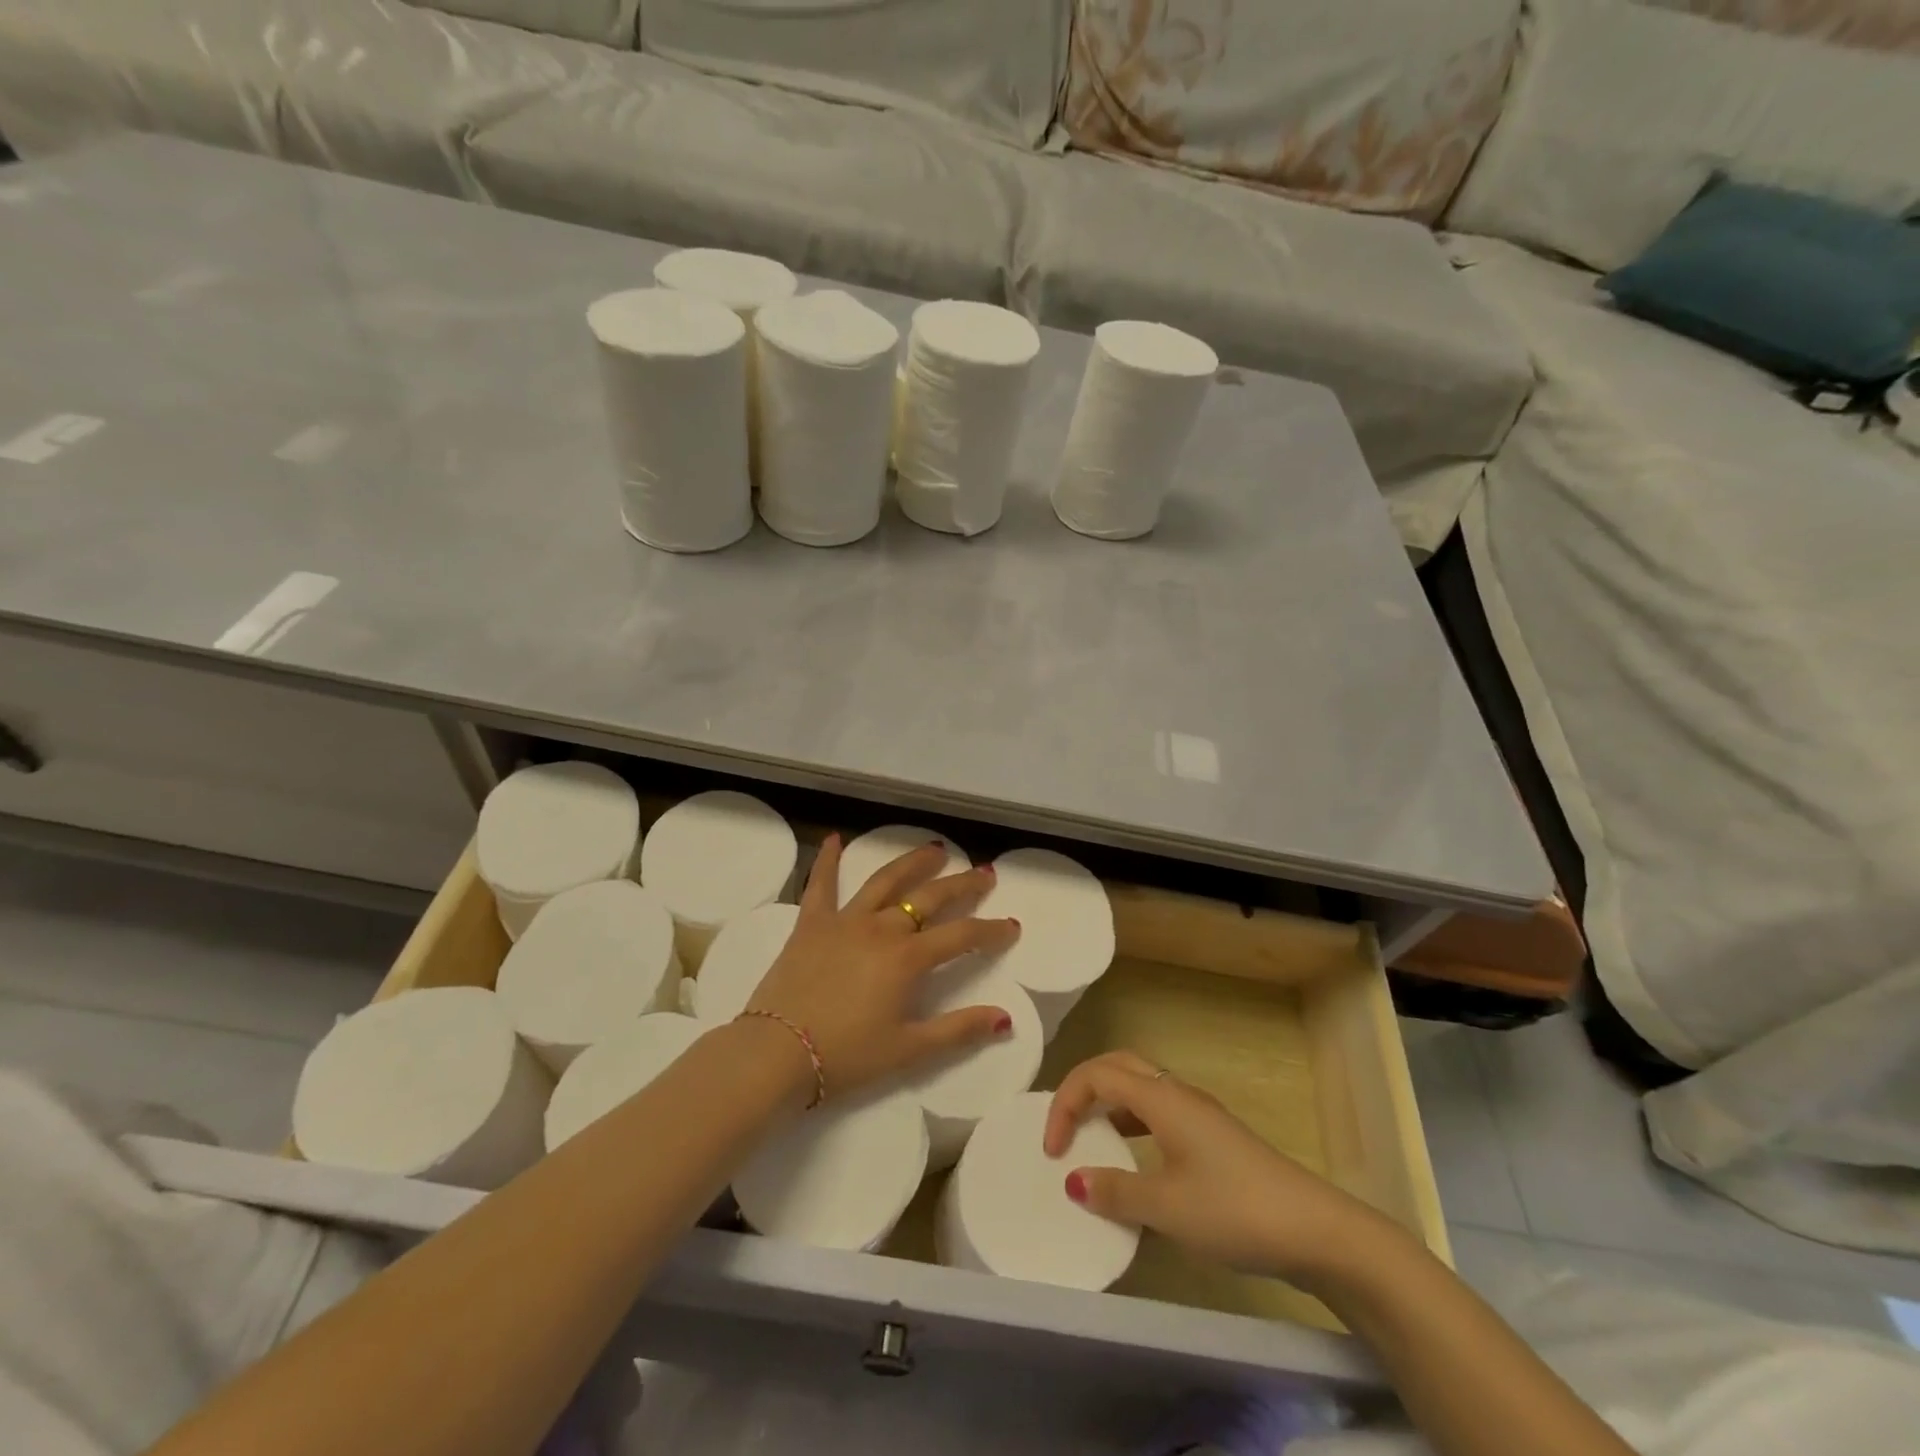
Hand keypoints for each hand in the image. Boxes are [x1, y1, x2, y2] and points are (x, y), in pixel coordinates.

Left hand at [745, 835, 1021, 1100]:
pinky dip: (829, 860)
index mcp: (907, 958)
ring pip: (884, 880)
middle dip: (962, 885)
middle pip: (929, 898)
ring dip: (912, 862)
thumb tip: (1004, 1019)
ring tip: (934, 849)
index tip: (1011, 926)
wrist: (775, 1053)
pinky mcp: (811, 923)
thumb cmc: (845, 1056)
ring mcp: (844, 920)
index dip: (991, 931)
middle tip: (984, 873)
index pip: (961, 936)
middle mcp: (881, 928)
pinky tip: (835, 838)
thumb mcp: (908, 1049)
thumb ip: (958, 1031)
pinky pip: (821, 884)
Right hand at [1045, 1051, 1404, 1289]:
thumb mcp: (1167, 1207)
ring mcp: (1200, 1114)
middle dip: (1084, 1089)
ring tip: (1091, 1142)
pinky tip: (1135, 1163)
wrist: (1315, 1230)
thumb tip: (1074, 1181)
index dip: (1066, 1103)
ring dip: (1109, 1105)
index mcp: (1162, 1097)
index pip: (1098, 1075)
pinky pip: (1159, 1113)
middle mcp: (1178, 1093)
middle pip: (1119, 1067)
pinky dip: (1133, 1125)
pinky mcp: (1214, 1137)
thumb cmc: (1234, 1210)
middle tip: (1065, 1127)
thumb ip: (1116, 1191)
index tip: (1052, 1150)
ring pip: (1141, 1088)